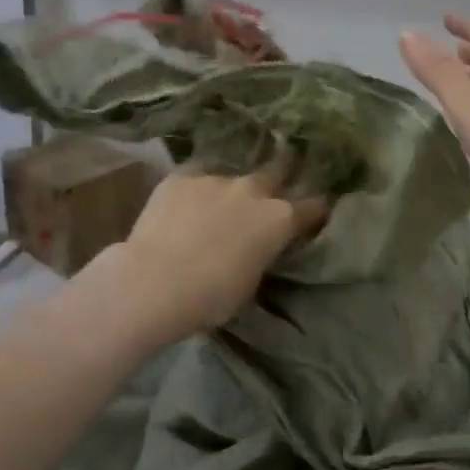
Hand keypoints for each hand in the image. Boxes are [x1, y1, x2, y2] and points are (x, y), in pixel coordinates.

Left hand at [113, 168, 327, 338]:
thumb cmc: (210, 297)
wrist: (153, 282)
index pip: (313, 206)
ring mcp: (216, 178)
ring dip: (228, 192)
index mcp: (279, 219)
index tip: (315, 213)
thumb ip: (261, 254)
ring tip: (213, 210)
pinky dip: (195, 192)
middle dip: (278, 179)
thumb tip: (256, 247)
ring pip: (230, 178)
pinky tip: (182, 207)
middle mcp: (253, 190)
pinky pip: (196, 178)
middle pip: (276, 172)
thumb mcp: (251, 283)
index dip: (316, 210)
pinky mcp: (181, 176)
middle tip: (269, 192)